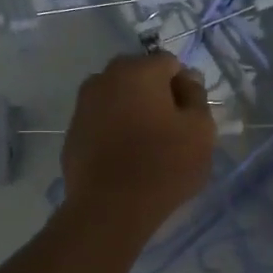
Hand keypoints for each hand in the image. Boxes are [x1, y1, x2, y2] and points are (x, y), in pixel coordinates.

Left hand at [62, 53, 216, 233]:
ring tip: (147, 146)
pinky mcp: (72, 132)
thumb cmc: (164, 165)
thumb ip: (197, 96)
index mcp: (138, 70)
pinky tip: (124, 159)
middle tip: (171, 131)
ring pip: (118, 99)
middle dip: (157, 96)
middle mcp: (104, 78)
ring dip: (134, 112)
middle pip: (140, 77)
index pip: (170, 64)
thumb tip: (187, 79)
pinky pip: (102, 122)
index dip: (185, 88)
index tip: (190, 118)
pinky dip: (114, 131)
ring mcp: (83, 105)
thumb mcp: (201, 130)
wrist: (110, 209)